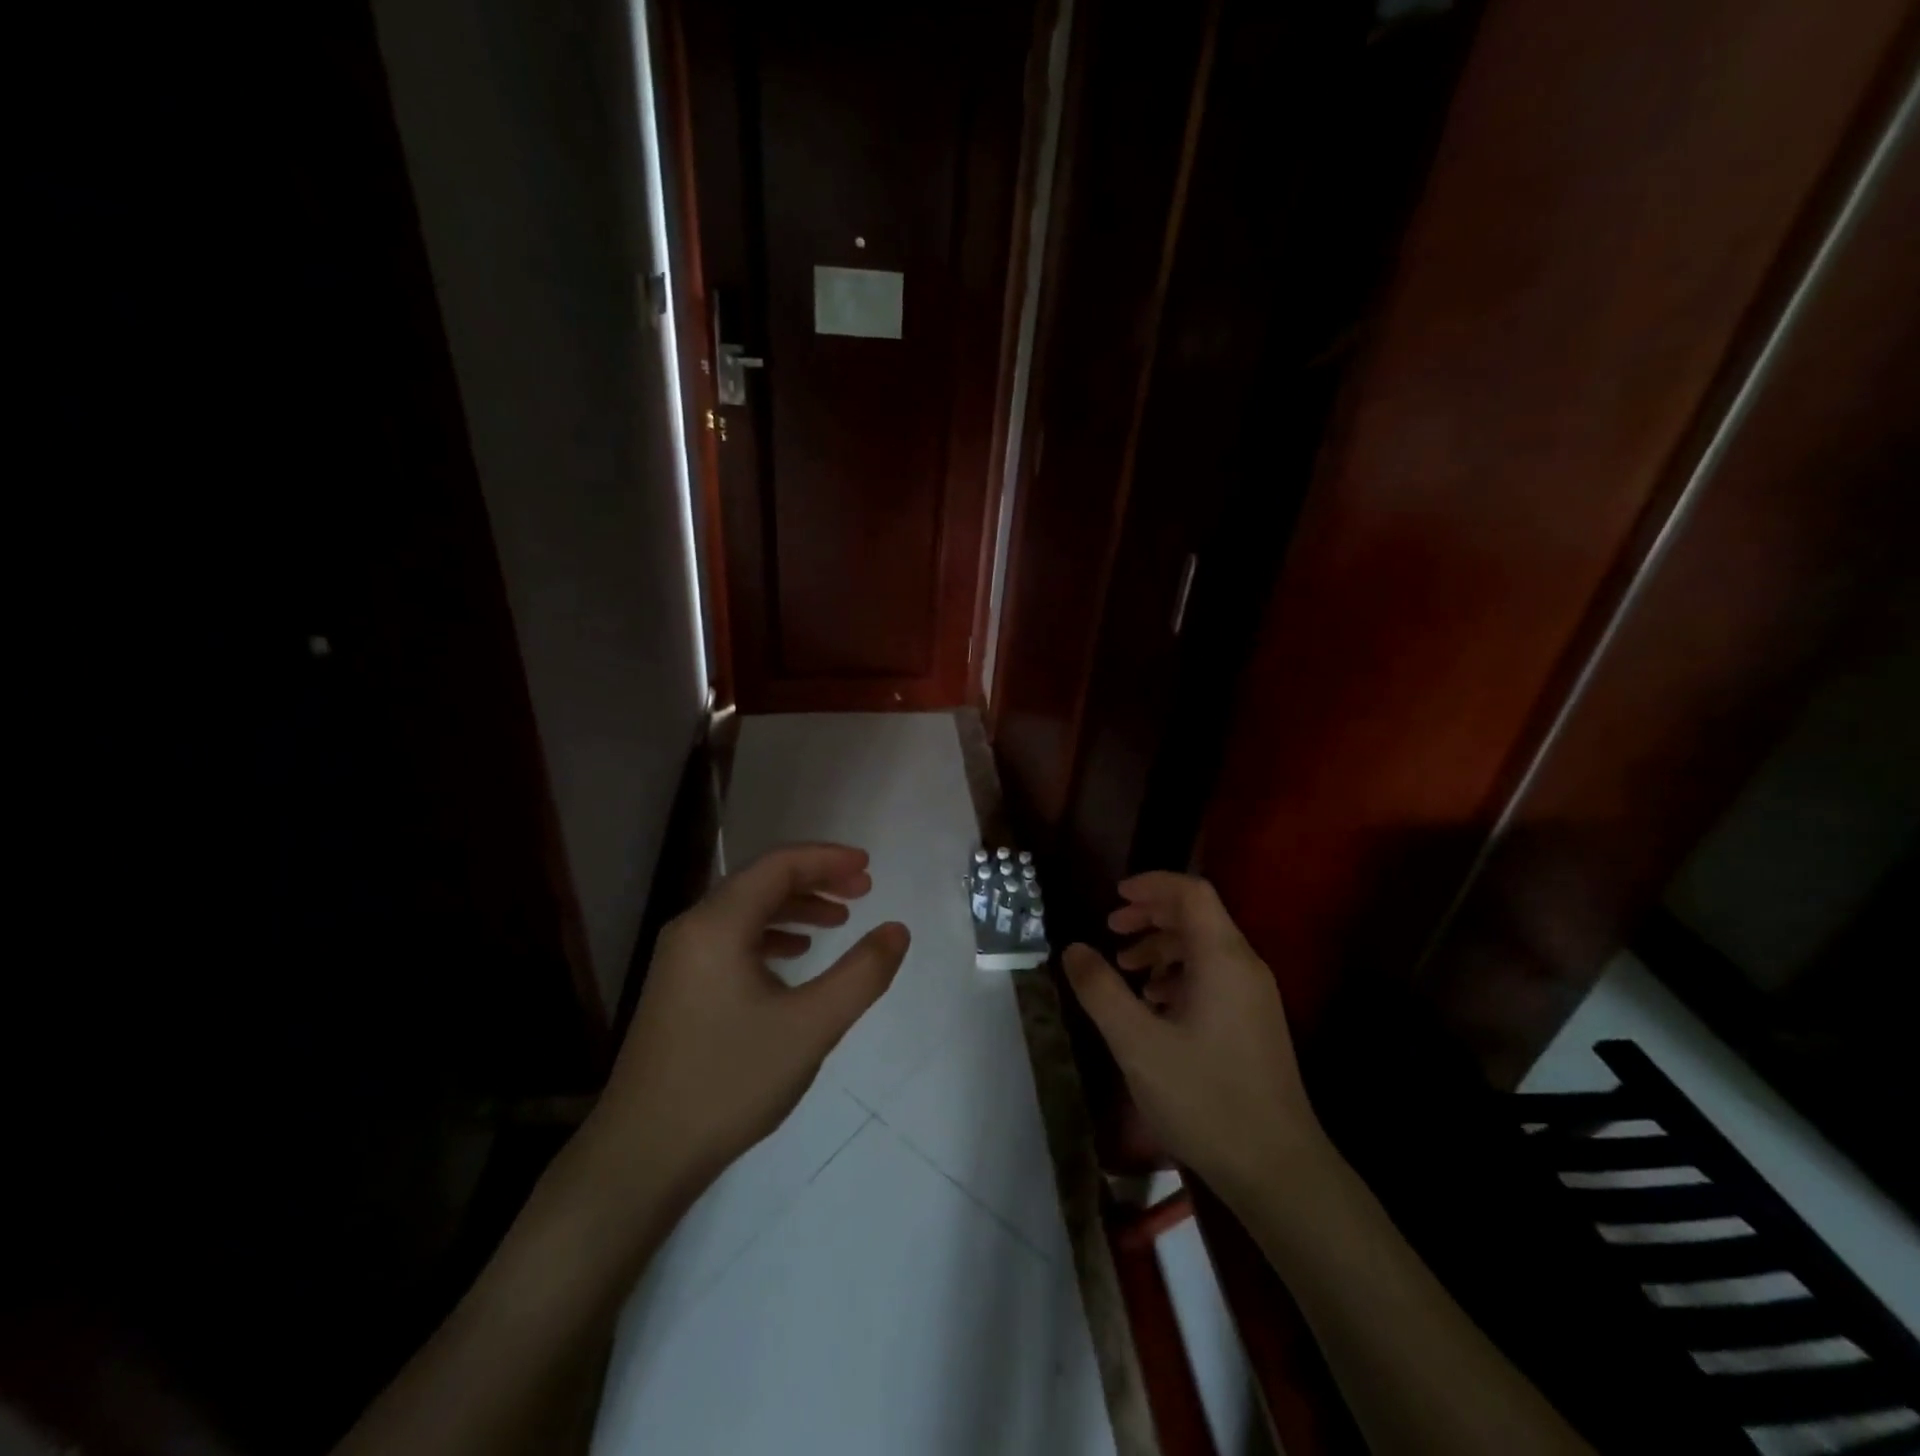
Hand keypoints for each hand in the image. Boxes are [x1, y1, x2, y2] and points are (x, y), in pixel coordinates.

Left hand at [586, 844, 909, 1203]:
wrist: (642, 1155)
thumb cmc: (729, 1081)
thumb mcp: (811, 1027)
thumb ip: (862, 974)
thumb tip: (897, 930)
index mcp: (718, 924)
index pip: (779, 866)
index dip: (827, 859)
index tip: (869, 867)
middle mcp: (693, 928)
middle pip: (761, 881)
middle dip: (815, 880)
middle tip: (863, 891)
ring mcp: (680, 958)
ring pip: (745, 910)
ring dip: (795, 907)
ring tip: (839, 921)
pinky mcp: (678, 987)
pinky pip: (731, 938)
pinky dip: (770, 934)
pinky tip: (795, 956)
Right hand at [1063, 872, 1327, 1205]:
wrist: (1278, 1170)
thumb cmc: (1205, 1098)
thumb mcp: (1137, 1044)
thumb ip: (1101, 990)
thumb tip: (1073, 949)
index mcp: (1223, 958)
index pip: (1191, 893)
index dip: (1152, 885)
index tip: (1114, 896)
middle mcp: (1245, 966)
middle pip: (1198, 916)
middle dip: (1151, 915)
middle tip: (1111, 929)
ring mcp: (1254, 996)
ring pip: (1205, 948)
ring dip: (1162, 947)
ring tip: (1126, 968)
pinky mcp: (1255, 1022)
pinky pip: (1214, 976)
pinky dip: (1179, 974)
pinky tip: (1154, 1004)